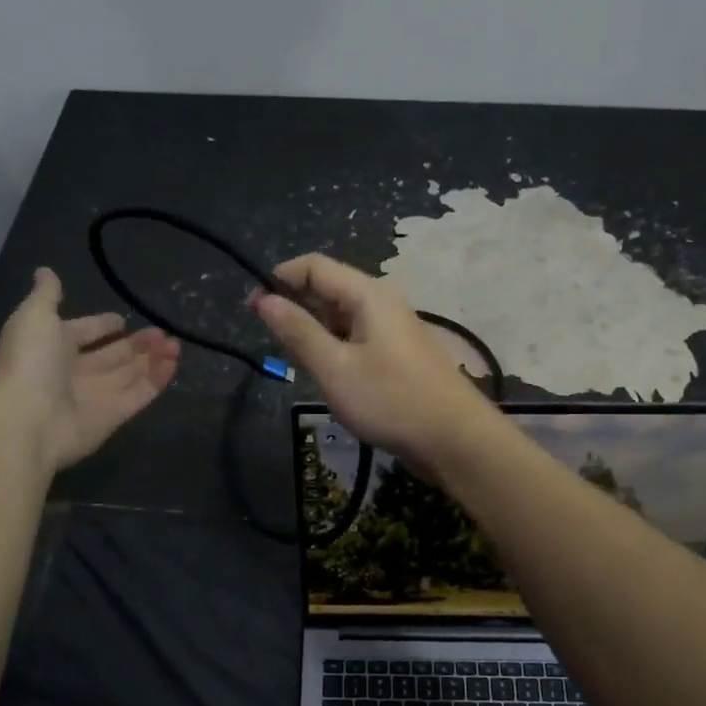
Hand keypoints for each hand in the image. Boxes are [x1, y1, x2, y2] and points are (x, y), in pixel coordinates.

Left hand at [0, 268, 179, 471]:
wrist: (26, 422)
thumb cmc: (29, 363)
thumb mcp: (33, 317)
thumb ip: (46, 295)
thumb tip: (45, 270)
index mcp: (52, 347)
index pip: (82, 333)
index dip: (101, 326)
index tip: (121, 319)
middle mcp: (73, 372)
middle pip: (111, 355)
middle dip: (136, 344)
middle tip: (161, 332)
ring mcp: (94, 397)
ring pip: (129, 374)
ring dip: (152, 359)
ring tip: (175, 344)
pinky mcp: (113, 417)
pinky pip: (139, 395)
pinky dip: (157, 380)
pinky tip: (173, 363)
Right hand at [251, 253, 498, 474]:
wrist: (454, 439)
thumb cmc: (390, 400)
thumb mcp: (334, 368)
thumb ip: (298, 332)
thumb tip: (263, 299)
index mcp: (367, 294)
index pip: (314, 266)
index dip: (279, 279)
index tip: (252, 309)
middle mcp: (381, 301)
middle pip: (328, 288)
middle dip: (296, 307)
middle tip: (276, 345)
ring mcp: (392, 328)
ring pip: (341, 316)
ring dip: (315, 332)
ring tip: (300, 365)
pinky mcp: (397, 353)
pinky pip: (356, 337)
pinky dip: (335, 348)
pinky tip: (328, 375)